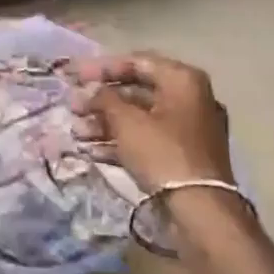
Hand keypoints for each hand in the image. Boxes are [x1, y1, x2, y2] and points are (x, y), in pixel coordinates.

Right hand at [75, 52, 233, 190]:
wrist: (200, 211)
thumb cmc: (162, 153)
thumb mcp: (126, 121)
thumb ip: (103, 98)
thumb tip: (90, 89)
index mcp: (183, 80)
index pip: (136, 62)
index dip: (102, 68)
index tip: (74, 76)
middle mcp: (190, 99)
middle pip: (137, 91)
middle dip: (101, 100)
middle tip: (73, 107)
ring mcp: (189, 130)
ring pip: (140, 118)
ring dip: (106, 123)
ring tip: (77, 132)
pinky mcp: (184, 157)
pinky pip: (148, 140)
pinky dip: (121, 142)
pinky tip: (92, 151)